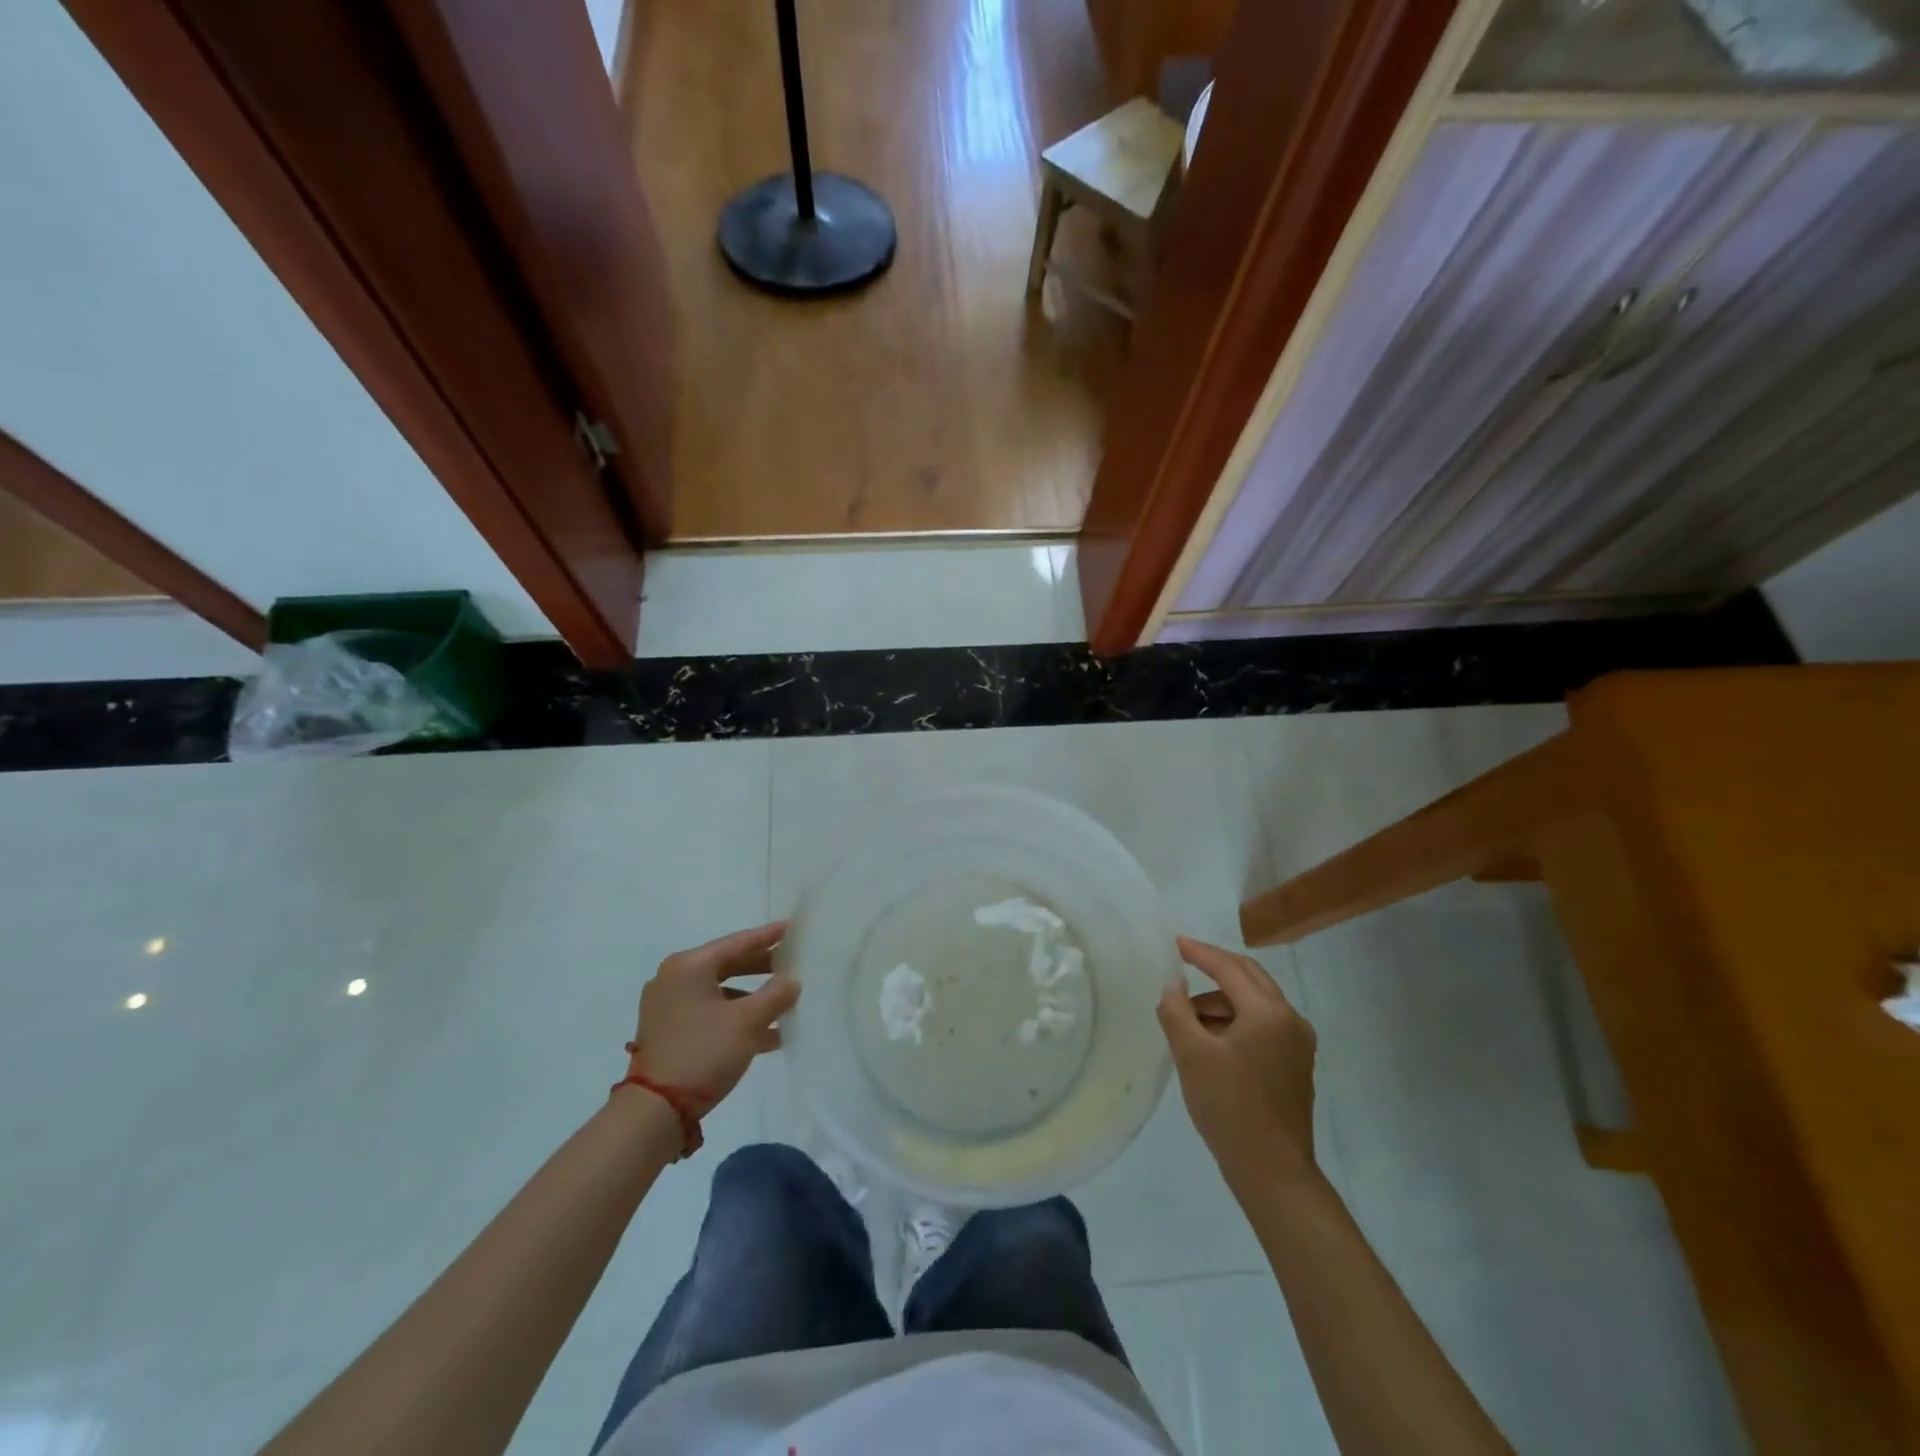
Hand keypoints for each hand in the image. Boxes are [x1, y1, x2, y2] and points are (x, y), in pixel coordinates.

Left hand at [628, 922, 799, 1102]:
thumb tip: (791, 981)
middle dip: (762, 968)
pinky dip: (736, 1018)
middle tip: (793, 964)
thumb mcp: (748, 1022)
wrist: (655, 1110)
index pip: (738, 942)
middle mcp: (674, 979)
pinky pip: (710, 1013)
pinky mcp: (668, 1031)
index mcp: (690, 966)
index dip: (768, 936)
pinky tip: (767, 1035)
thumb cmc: (704, 1053)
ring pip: (721, 992)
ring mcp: (668, 1006)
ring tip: (786, 1005)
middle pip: (728, 965)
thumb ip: (776, 995)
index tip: (792, 928)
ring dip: (752, 998)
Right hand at [1157, 936, 1318, 1194]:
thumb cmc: (1229, 1108)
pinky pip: (1263, 1024)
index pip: (1229, 968)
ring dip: (1222, 1000)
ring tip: (1187, 1018)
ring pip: (1256, 1002)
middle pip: (1249, 977)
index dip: (1200, 952)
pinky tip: (1211, 1039)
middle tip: (1184, 962)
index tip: (1175, 942)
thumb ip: (1176, 1010)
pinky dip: (1236, 1020)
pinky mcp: (1296, 1064)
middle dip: (1215, 968)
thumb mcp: (1191, 1055)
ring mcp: (1298, 1043)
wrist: (1273, 1172)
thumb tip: (1173, 985)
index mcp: (1268, 1012)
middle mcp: (1291, 1019)